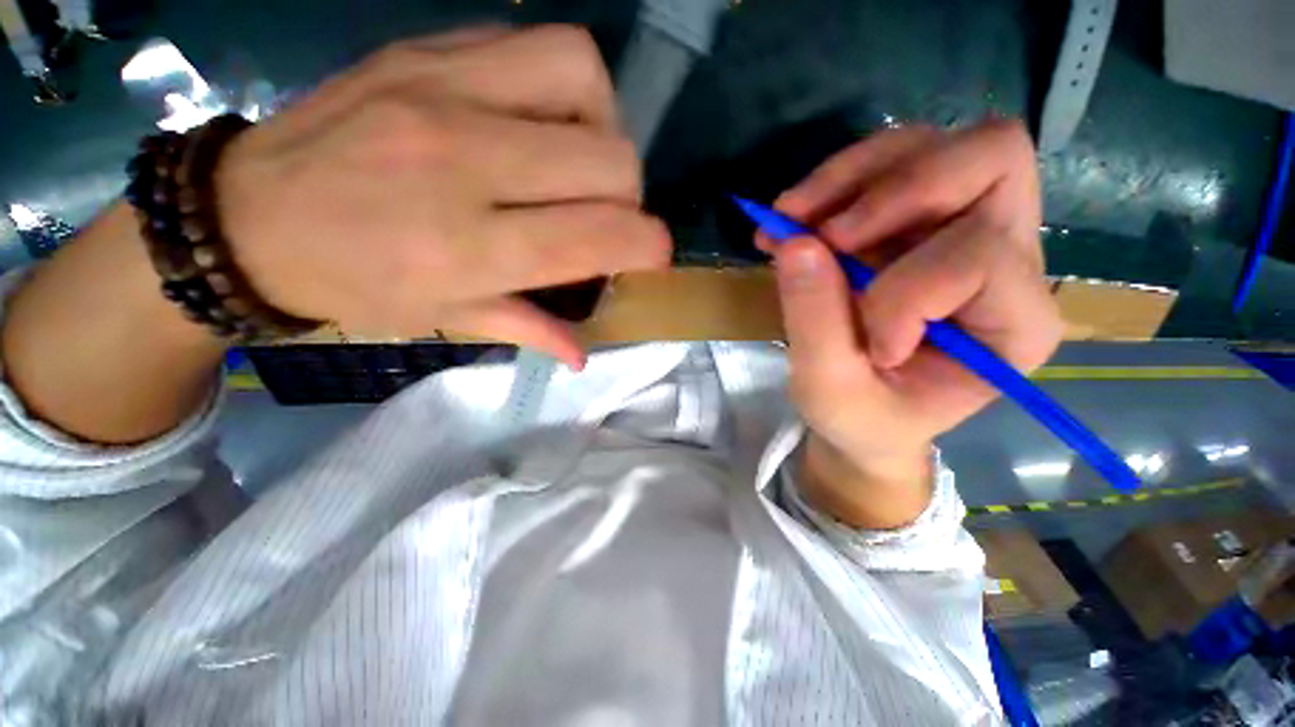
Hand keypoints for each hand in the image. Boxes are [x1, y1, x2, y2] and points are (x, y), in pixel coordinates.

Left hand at [217, 26, 670, 368]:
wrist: (243, 218)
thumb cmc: (355, 286)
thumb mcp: (448, 319)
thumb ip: (529, 331)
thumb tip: (583, 354)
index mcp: (471, 248)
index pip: (599, 235)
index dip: (649, 246)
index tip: (653, 255)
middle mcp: (466, 163)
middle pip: (610, 160)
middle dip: (630, 196)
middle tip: (606, 213)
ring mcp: (443, 91)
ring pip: (586, 79)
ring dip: (605, 126)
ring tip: (579, 157)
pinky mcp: (425, 50)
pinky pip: (537, 44)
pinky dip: (566, 86)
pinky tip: (543, 119)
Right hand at [767, 120, 1062, 527]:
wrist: (863, 414)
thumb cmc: (863, 418)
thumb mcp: (831, 389)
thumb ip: (815, 320)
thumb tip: (796, 242)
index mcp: (1015, 325)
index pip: (980, 261)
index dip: (902, 291)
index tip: (863, 341)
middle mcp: (1010, 260)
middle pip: (991, 158)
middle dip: (895, 188)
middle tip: (825, 234)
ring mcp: (960, 228)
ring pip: (931, 145)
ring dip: (850, 177)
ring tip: (788, 219)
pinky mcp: (915, 221)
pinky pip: (886, 164)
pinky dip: (833, 184)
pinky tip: (793, 219)